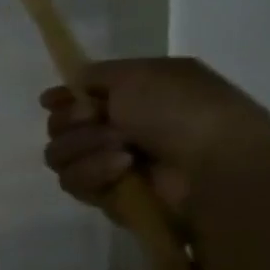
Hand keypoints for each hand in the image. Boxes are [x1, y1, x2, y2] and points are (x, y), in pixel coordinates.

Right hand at [41, 57, 269, 222]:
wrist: (216, 169)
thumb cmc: (185, 112)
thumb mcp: (141, 74)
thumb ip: (96, 74)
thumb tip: (68, 89)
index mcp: (133, 96)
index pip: (76, 97)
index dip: (61, 98)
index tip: (53, 100)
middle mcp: (118, 129)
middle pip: (59, 126)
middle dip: (71, 121)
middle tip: (95, 119)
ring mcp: (110, 164)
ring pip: (59, 154)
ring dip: (83, 147)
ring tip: (122, 149)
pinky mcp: (106, 195)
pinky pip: (73, 181)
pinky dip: (93, 171)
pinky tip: (123, 169)